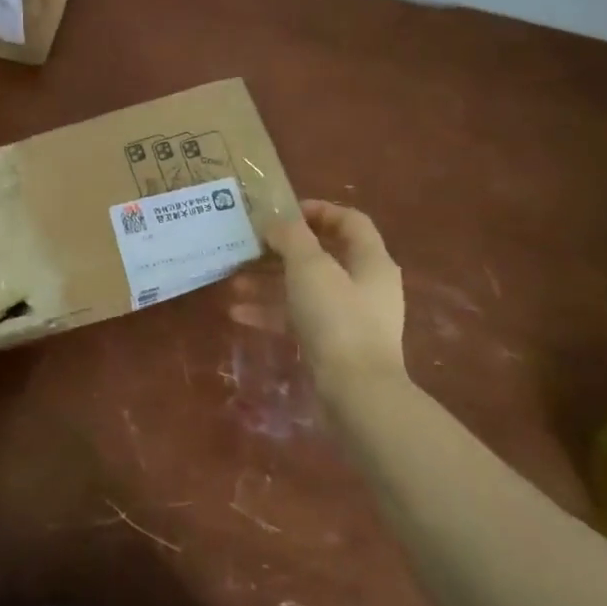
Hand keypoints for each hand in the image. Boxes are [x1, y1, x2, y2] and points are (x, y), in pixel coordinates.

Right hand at [230, 201, 406, 388]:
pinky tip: (239, 314)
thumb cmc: (337, 320)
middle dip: (282, 250)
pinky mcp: (335, 346)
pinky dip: (272, 313)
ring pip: (306, 288)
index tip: (281, 213)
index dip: (318, 210)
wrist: (357, 395)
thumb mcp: (310, 267)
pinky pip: (299, 319)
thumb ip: (291, 237)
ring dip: (270, 282)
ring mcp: (351, 318)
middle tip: (251, 245)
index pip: (350, 221)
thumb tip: (276, 223)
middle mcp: (366, 286)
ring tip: (235, 281)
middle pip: (323, 255)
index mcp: (371, 262)